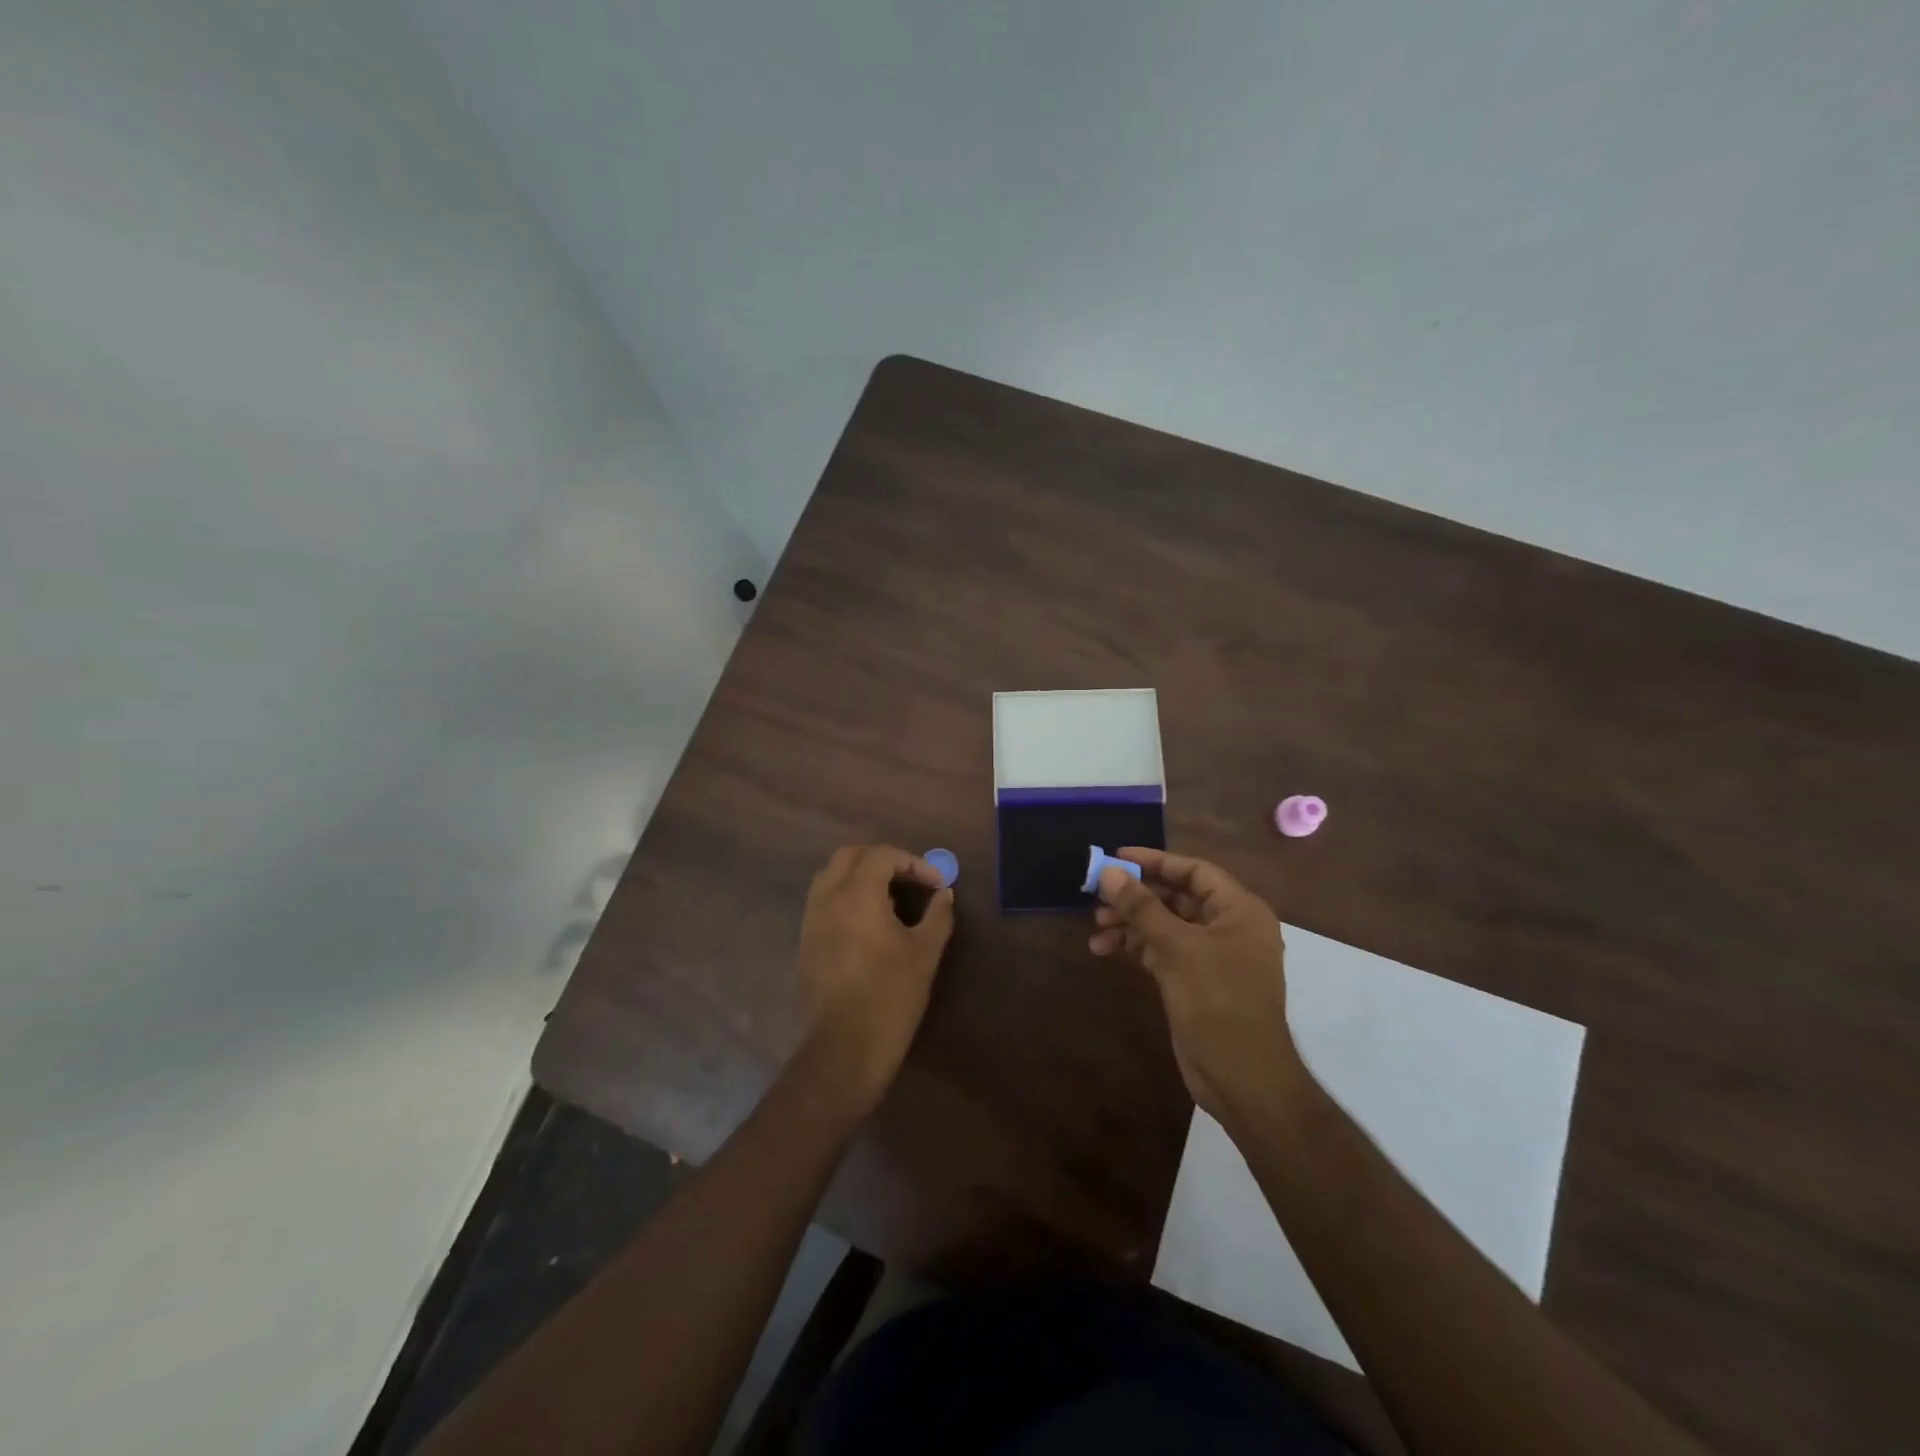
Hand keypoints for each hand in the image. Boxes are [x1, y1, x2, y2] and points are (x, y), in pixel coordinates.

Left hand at [797, 845, 954, 1109]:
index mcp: (856, 894)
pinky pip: (824, 900)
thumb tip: (944, 894)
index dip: (914, 863)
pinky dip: (846, 896)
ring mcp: (812, 919)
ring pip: (832, 876)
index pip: (883, 856)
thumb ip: (937, 916)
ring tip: (891, 900)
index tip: (937, 885)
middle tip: (911, 880)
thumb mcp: (925, 953)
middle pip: (851, 856)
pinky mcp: (806, 941)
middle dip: (883, 861)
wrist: (844, 1048)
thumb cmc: (890, 996)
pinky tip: (870, 923)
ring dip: (861, 876)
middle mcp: (828, 898)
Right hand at [1089, 848, 1301, 1123]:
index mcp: (1239, 910)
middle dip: (1136, 896)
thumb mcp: (1178, 948)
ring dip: (1130, 923)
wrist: (1243, 1078)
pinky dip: (1135, 947)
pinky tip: (1104, 950)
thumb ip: (1142, 908)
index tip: (1117, 856)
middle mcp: (1228, 927)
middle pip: (1176, 897)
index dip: (1155, 861)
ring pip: (1165, 925)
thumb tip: (1108, 872)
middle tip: (1097, 896)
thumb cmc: (1219, 1002)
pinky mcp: (1195, 980)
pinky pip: (1161, 950)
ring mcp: (1211, 956)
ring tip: (1096, 927)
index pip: (1194, 871)